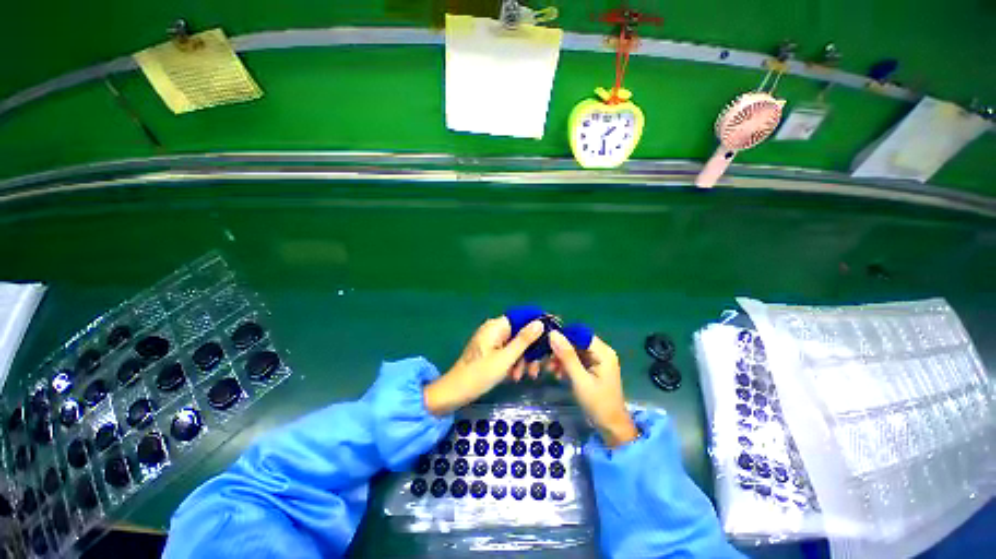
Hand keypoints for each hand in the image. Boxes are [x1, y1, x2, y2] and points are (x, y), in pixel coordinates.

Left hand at [423, 317, 543, 415]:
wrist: (455, 392)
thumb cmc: (480, 374)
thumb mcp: (506, 358)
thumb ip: (524, 340)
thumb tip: (540, 322)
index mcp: (496, 326)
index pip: (522, 318)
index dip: (537, 326)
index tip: (551, 338)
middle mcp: (494, 329)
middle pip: (520, 333)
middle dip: (530, 350)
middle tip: (537, 368)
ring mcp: (491, 341)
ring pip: (515, 345)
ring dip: (523, 359)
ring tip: (526, 376)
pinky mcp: (490, 351)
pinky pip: (507, 352)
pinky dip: (513, 363)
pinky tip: (515, 377)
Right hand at [548, 331, 637, 447]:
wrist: (611, 427)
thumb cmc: (598, 403)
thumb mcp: (580, 380)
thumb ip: (567, 356)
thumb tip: (553, 334)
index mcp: (603, 352)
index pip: (580, 334)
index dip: (563, 336)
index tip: (547, 344)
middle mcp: (601, 352)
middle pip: (576, 342)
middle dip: (560, 350)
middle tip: (546, 361)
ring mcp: (597, 360)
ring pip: (574, 351)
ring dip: (561, 359)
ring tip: (550, 370)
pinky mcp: (592, 368)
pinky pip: (576, 360)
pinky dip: (566, 365)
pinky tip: (558, 374)